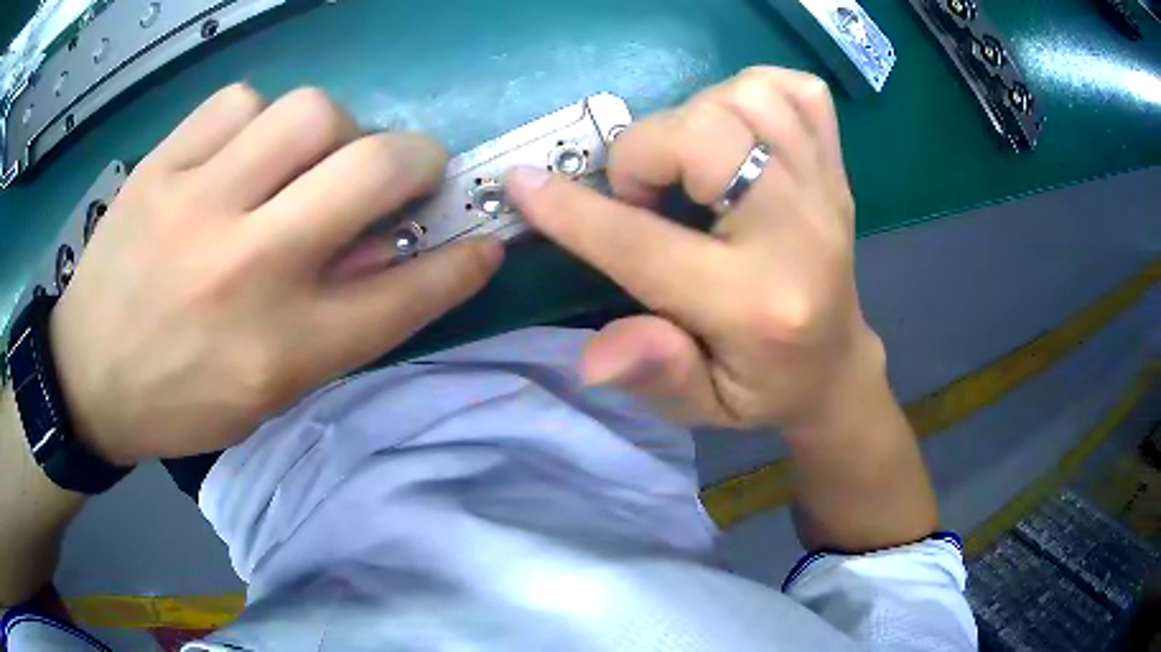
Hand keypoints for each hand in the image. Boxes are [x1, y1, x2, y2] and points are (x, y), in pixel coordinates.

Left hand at [50, 85, 503, 465]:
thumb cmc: (181, 400)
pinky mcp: (161, 167)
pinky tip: (239, 154)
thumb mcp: (266, 394)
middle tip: (404, 170)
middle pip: (373, 166)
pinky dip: (257, 120)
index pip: (407, 293)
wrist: (87, 378)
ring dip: (331, 132)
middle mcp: (249, 269)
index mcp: (283, 348)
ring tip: (304, 161)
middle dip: (417, 159)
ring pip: (311, 111)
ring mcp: (198, 205)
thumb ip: (336, 326)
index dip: (462, 261)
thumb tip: (390, 252)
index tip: (487, 237)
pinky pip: (240, 101)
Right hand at [508, 67, 880, 430]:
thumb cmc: (764, 388)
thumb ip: (654, 374)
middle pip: (707, 136)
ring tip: (687, 161)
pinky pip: (799, 92)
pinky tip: (738, 130)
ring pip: (749, 97)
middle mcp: (798, 233)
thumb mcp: (704, 406)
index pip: (647, 245)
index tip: (523, 183)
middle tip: (641, 193)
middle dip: (645, 150)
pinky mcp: (836, 168)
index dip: (574, 212)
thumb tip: (592, 356)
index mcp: (756, 305)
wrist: (837, 364)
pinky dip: (755, 92)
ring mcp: (825, 190)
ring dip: (696, 115)